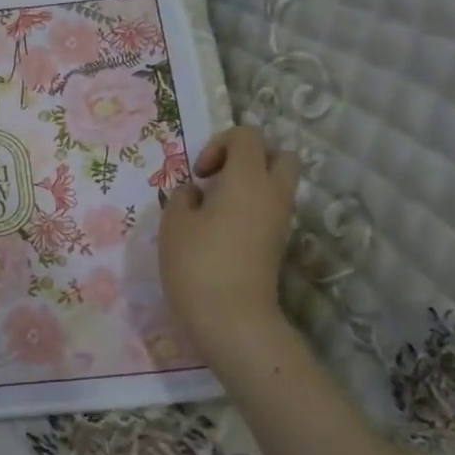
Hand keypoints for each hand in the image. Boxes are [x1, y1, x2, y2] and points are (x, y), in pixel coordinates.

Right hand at [159, 124, 300, 356]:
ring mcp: (280, 220)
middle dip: (248, 158)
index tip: (200, 175)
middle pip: (279, 155)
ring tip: (214, 207)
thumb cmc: (198, 263)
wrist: (232, 319)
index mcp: (248, 178)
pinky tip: (220, 229)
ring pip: (277, 184)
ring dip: (249, 185)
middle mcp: (272, 193)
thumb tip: (197, 194)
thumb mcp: (174, 223)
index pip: (248, 135)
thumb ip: (183, 197)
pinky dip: (251, 208)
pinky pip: (270, 208)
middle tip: (218, 180)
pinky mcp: (277, 243)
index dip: (219, 144)